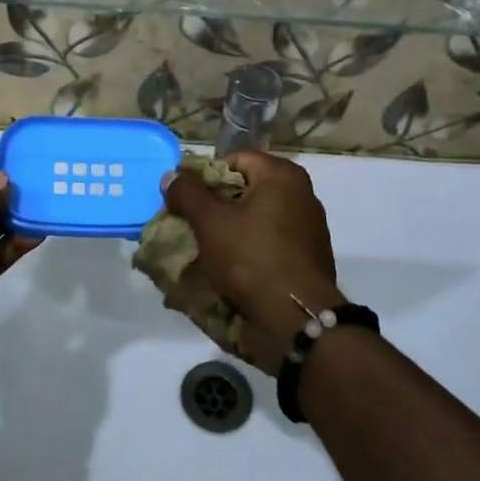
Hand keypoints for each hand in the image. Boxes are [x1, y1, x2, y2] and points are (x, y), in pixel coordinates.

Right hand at [162, 151, 342, 372]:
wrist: (297, 321)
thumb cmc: (252, 259)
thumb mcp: (210, 222)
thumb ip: (187, 193)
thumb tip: (171, 175)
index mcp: (282, 175)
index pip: (234, 159)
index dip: (205, 176)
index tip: (186, 201)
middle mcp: (301, 194)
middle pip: (245, 189)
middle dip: (215, 206)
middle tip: (191, 226)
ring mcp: (308, 227)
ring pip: (256, 219)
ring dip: (230, 231)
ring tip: (206, 252)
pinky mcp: (307, 257)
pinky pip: (269, 244)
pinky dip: (249, 251)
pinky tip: (230, 270)